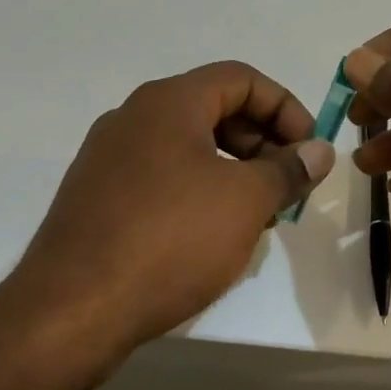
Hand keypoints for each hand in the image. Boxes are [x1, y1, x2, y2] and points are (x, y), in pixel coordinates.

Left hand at [0, 62, 333, 376]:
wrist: (72, 311)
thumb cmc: (170, 241)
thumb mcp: (246, 202)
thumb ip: (288, 170)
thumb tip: (318, 151)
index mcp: (168, 102)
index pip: (241, 78)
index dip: (285, 108)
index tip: (307, 151)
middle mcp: (133, 118)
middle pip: (213, 109)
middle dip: (261, 142)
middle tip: (286, 186)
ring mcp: (108, 158)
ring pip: (188, 147)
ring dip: (233, 170)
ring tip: (256, 216)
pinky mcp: (96, 197)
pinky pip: (161, 177)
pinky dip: (197, 191)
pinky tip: (211, 236)